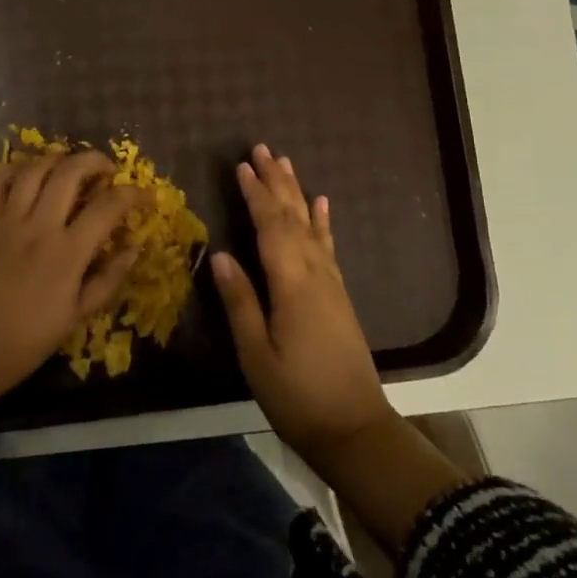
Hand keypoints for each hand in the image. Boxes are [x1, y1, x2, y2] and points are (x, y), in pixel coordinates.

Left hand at [0, 150, 146, 402]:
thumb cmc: (26, 340)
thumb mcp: (75, 317)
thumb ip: (107, 280)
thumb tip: (133, 249)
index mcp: (68, 252)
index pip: (108, 207)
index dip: (133, 195)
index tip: (146, 196)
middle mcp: (40, 226)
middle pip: (70, 172)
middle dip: (95, 161)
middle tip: (108, 169)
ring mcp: (8, 221)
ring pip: (34, 169)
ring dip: (57, 159)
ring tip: (71, 166)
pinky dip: (15, 170)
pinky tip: (29, 173)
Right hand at [211, 144, 393, 457]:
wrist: (355, 429)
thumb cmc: (298, 396)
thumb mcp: (257, 354)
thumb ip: (240, 301)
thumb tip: (221, 254)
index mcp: (292, 284)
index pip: (270, 227)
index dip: (255, 194)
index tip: (241, 165)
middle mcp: (315, 273)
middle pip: (293, 217)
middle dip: (276, 182)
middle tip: (262, 149)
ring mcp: (331, 283)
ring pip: (311, 225)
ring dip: (297, 193)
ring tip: (286, 164)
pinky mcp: (338, 295)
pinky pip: (328, 246)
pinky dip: (322, 222)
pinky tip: (321, 205)